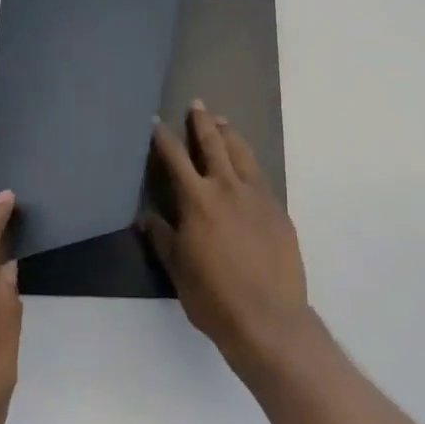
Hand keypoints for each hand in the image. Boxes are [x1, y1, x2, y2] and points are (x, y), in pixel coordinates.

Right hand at [146, 103, 310, 368]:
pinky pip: (261, 176)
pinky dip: (250, 163)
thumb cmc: (214, 297)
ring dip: (230, 135)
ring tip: (223, 123)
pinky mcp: (278, 210)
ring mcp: (258, 197)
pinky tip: (247, 165)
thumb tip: (146, 218)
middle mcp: (227, 188)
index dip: (164, 138)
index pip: (176, 159)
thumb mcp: (178, 269)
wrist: (269, 318)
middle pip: (214, 145)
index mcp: (198, 200)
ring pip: (242, 154)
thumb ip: (163, 238)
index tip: (156, 121)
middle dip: (203, 123)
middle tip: (198, 105)